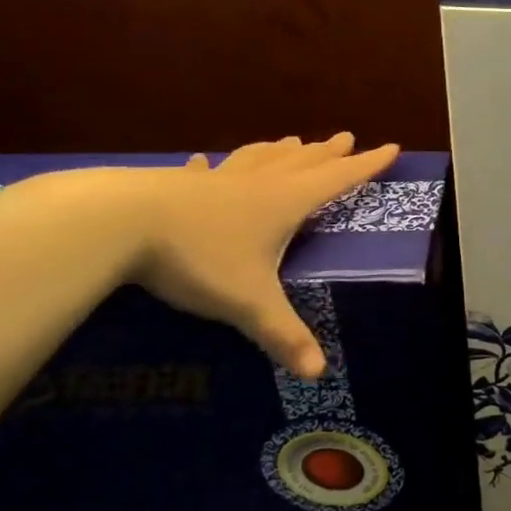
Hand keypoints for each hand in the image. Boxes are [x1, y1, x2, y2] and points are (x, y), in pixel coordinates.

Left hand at [132, 135, 398, 378]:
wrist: (119, 222)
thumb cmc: (198, 256)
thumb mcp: (248, 301)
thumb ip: (283, 334)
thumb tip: (318, 374)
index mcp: (284, 202)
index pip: (337, 179)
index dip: (367, 165)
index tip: (392, 146)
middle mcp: (258, 184)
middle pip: (303, 162)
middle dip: (329, 152)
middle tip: (347, 137)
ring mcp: (217, 180)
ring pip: (260, 159)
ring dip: (282, 151)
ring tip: (295, 141)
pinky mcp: (180, 185)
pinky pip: (208, 171)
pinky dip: (215, 165)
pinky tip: (205, 161)